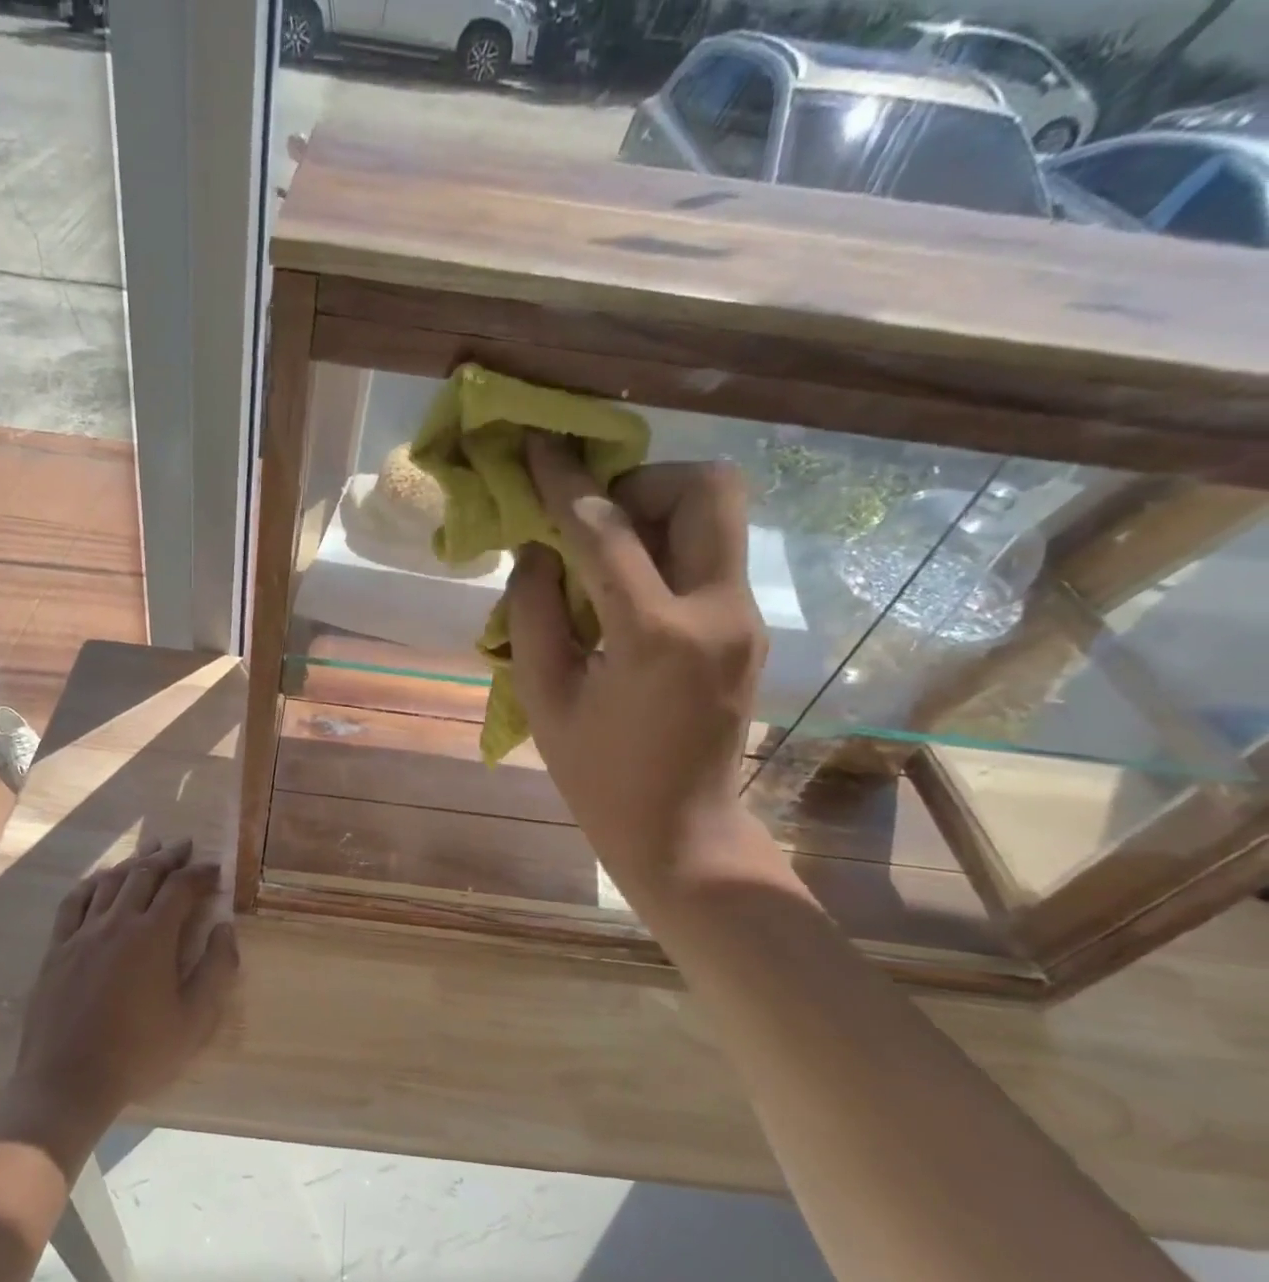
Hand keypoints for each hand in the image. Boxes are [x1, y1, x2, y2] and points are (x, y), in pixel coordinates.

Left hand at [0, 838, 238, 1161]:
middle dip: (169, 856)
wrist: (67, 1082)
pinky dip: (93, 882)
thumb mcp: (194, 1020)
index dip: (200, 873)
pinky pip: (74, 901)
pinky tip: (102, 878)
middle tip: (185, 845)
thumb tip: (225, 928)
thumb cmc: (139, 1054)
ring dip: (134, 861)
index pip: (181, 888)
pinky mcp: (57, 948)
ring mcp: (82, 933)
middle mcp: (117, 922)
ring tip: (150, 849)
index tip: (215, 868)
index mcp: (152, 936)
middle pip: (145, 874)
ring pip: (111, 881)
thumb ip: (217, 969)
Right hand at [507, 433, 766, 900]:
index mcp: (656, 636)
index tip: (537, 448)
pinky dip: (666, 548)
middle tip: (592, 519)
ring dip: (657, 510)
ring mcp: (744, 619)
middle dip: (642, 481)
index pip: (607, 531)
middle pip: (707, 488)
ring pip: (718, 515)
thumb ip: (533, 612)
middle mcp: (717, 611)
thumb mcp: (544, 697)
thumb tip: (536, 548)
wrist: (681, 833)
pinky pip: (711, 556)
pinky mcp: (748, 630)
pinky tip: (625, 591)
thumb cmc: (598, 777)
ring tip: (604, 554)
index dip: (565, 483)